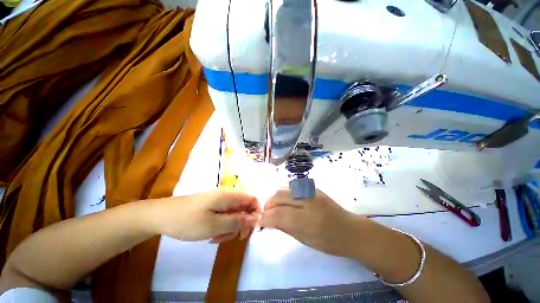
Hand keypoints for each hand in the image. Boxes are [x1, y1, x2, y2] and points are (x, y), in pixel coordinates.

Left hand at [148, 188, 260, 242]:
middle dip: (242, 224)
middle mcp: (228, 195)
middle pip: (245, 207)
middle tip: (233, 238)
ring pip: (235, 213)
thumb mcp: (214, 225)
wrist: (161, 216)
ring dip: (231, 227)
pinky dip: (223, 226)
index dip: (256, 213)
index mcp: (230, 195)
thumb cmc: (188, 220)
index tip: (250, 229)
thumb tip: (257, 218)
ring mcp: (220, 200)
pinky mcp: (214, 205)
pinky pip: (225, 215)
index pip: (253, 199)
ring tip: (217, 238)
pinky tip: (213, 235)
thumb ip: (238, 221)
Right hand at [261, 189, 361, 257]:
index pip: (277, 214)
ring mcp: (310, 191)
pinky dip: (283, 193)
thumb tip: (268, 220)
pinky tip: (284, 201)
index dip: (265, 218)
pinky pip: (292, 187)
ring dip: (274, 198)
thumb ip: (285, 227)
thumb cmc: (329, 241)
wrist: (350, 230)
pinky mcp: (312, 187)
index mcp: (307, 219)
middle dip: (268, 205)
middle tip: (266, 214)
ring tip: (274, 207)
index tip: (259, 222)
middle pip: (278, 196)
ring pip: (283, 188)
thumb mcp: (305, 240)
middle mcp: (307, 200)